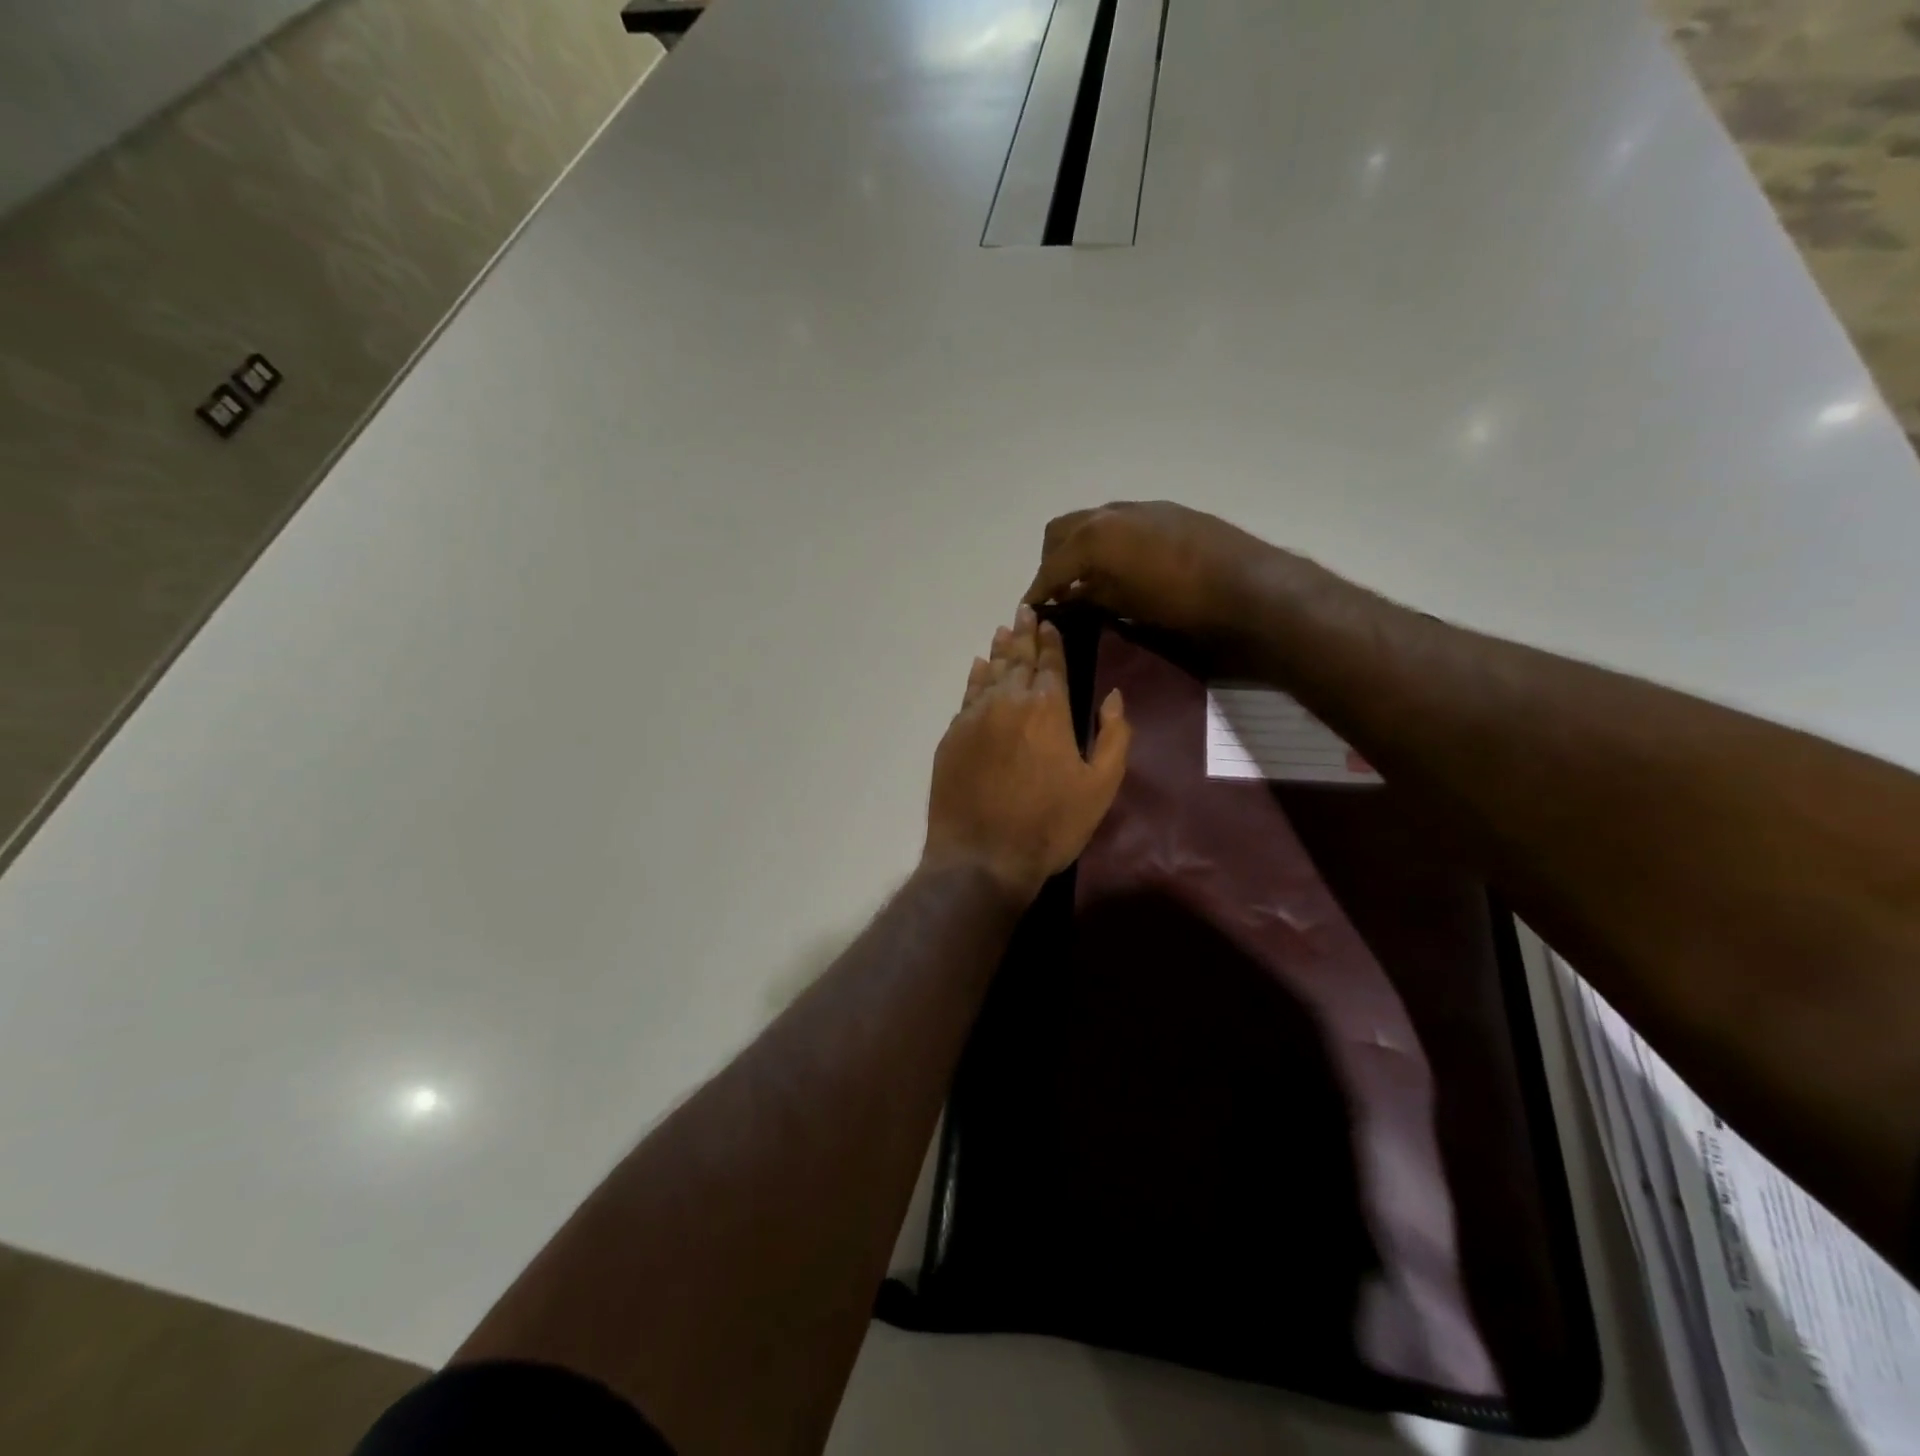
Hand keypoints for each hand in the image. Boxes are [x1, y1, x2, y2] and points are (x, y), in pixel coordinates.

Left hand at [924, 605, 1131, 902]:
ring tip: (1005, 630)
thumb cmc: (1050, 825)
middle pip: (1018, 660)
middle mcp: (1009, 701)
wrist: (983, 856)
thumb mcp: (1101, 786)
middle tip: (1024, 612)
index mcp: (1048, 708)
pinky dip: (975, 678)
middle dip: (1024, 635)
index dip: (1052, 641)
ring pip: (990, 673)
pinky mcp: (952, 737)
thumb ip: (1114, 736)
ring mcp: (974, 717)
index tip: (1049, 622)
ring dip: (1000, 650)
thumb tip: (1113, 695)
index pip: (1051, 663)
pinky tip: (979, 667)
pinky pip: (967, 696)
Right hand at [1022, 500, 1290, 638]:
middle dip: (1052, 560)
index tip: (1030, 609)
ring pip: (1091, 521)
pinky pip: (1119, 522)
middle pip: (1062, 531)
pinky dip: (1106, 541)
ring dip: (1079, 547)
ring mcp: (1139, 508)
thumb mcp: (1126, 605)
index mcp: (1095, 536)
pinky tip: (1119, 565)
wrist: (1247, 583)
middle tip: (1057, 590)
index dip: (1037, 590)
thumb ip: (1091, 595)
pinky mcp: (1164, 511)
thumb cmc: (1181, 602)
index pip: (1051, 566)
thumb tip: (1070, 594)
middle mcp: (1110, 513)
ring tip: (1086, 578)